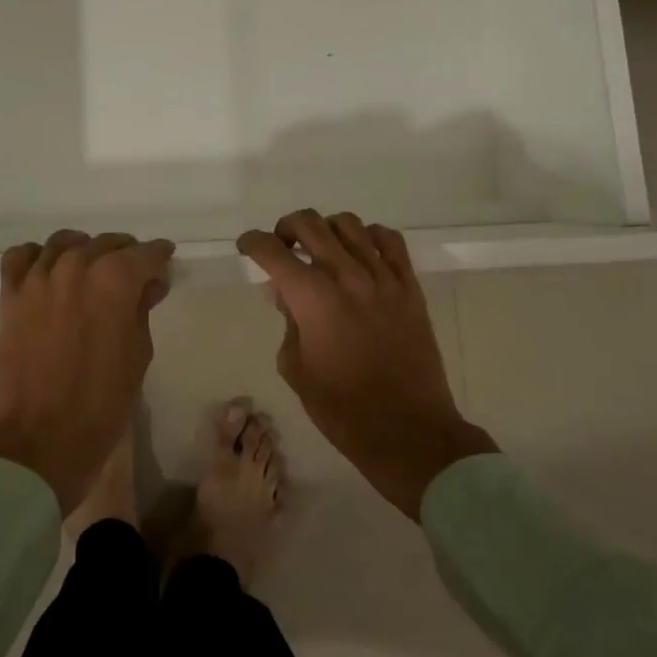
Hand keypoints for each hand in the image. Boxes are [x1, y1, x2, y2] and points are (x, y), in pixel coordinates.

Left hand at [0, 229, 174, 515]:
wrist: (42, 438)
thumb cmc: (102, 401)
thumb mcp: (138, 353)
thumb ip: (142, 308)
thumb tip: (148, 284)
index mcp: (114, 280)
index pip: (145, 253)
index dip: (159, 256)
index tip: (164, 261)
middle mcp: (77, 265)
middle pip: (107, 242)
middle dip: (125, 254)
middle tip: (132, 274)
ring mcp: (39, 277)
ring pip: (65, 242)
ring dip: (84, 251)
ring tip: (90, 271)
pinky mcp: (11, 293)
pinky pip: (21, 255)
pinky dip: (37, 256)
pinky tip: (47, 271)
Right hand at [238, 211, 495, 519]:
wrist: (409, 432)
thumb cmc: (344, 410)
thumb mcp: (297, 370)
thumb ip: (288, 323)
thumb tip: (286, 294)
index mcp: (312, 298)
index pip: (272, 251)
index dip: (253, 243)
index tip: (247, 246)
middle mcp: (346, 276)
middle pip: (309, 224)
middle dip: (286, 228)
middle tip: (282, 246)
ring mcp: (382, 278)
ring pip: (349, 224)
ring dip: (326, 228)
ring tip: (321, 248)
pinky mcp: (409, 287)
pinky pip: (390, 241)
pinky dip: (370, 236)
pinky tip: (361, 251)